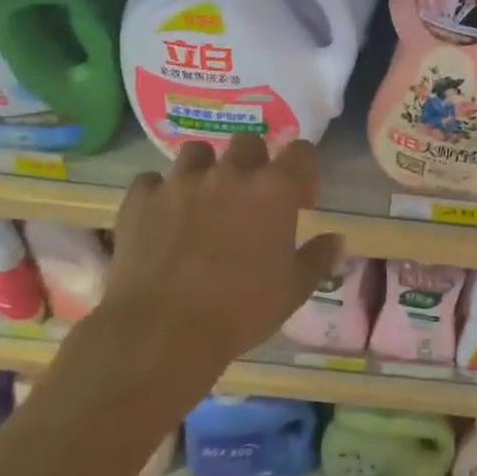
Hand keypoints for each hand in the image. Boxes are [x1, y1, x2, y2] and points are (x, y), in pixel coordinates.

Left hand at [70, 135, 342, 404]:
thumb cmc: (241, 311)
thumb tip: (335, 239)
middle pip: (248, 142)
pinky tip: (162, 217)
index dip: (304, 172)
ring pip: (197, 152)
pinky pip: (152, 181)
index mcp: (273, 190)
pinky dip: (160, 194)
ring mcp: (181, 182)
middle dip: (254, 164)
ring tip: (204, 200)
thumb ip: (318, 258)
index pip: (301, 152)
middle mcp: (229, 174)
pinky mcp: (141, 199)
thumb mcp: (294, 290)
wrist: (162, 333)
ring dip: (206, 170)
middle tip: (251, 199)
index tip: (300, 201)